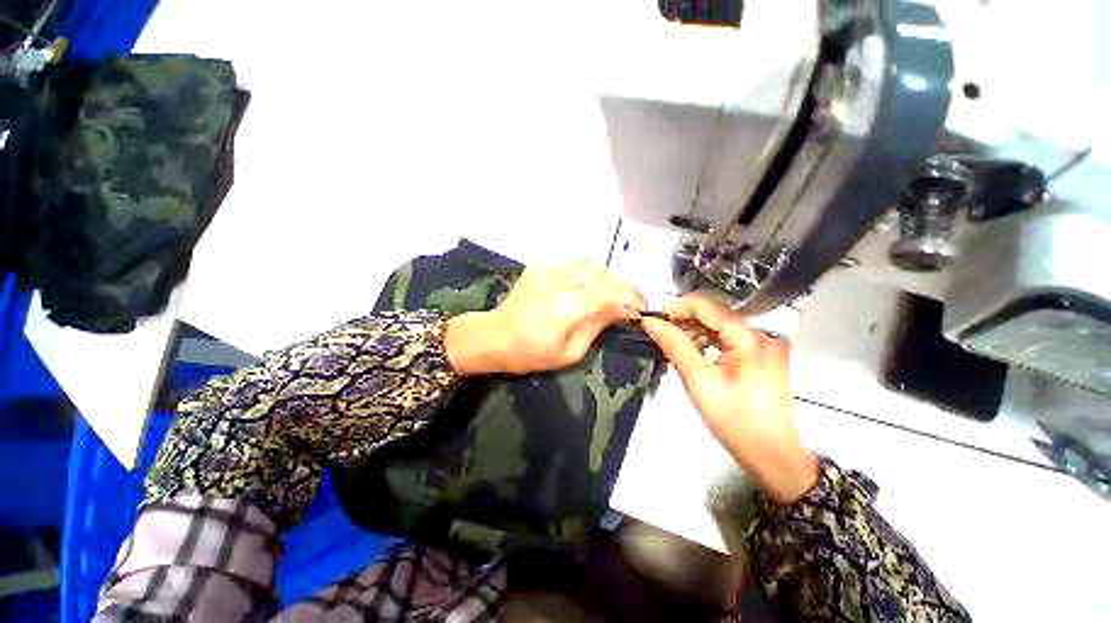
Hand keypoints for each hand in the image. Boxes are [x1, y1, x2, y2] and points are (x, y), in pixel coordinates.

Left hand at [445, 262, 644, 375]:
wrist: (495, 336)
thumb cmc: (532, 353)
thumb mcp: (571, 352)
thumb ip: (598, 325)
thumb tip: (623, 309)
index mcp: (569, 306)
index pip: (612, 292)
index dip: (632, 298)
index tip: (641, 309)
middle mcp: (561, 280)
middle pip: (605, 275)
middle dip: (622, 288)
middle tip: (627, 304)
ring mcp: (549, 269)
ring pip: (591, 266)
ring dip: (605, 280)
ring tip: (607, 296)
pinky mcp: (541, 266)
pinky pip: (574, 265)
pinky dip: (587, 275)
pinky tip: (584, 289)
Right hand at [640, 293, 818, 503]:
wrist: (772, 456)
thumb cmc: (736, 422)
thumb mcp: (699, 381)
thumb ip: (675, 346)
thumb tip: (651, 322)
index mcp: (751, 339)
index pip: (708, 307)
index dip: (678, 308)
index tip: (655, 317)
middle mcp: (762, 335)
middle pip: (715, 314)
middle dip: (684, 320)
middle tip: (659, 332)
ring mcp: (763, 346)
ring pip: (720, 326)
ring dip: (694, 331)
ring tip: (672, 344)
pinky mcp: (761, 356)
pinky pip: (728, 339)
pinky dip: (707, 342)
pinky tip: (692, 352)